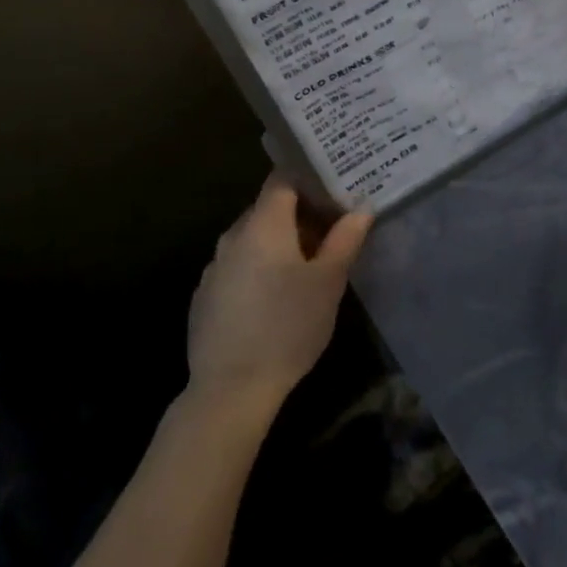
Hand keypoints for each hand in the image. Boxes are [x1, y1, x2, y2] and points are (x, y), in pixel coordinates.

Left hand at [186, 173, 372, 415]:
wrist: (230, 390)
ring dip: (279, 243)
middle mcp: (233, 235)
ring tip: (309, 263)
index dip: (308, 176)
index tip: (333, 185)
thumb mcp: (328, 282)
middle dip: (300, 214)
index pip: (283, 178)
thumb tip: (361, 206)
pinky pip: (237, 266)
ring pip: (252, 239)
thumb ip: (345, 239)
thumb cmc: (288, 326)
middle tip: (332, 227)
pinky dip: (258, 268)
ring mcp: (214, 266)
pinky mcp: (205, 296)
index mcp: (263, 223)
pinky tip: (275, 297)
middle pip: (268, 208)